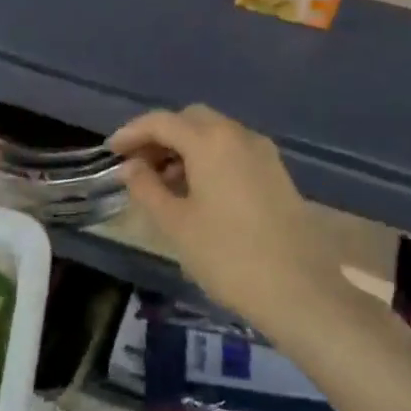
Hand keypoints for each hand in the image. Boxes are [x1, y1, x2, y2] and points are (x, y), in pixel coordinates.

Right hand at [110, 105, 340, 335]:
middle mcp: (238, 135)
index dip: (131, 133)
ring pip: (214, 134)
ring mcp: (262, 152)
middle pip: (191, 119)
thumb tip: (132, 166)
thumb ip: (147, 188)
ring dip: (185, 147)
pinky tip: (196, 191)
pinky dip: (208, 158)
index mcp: (210, 141)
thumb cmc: (227, 256)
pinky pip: (233, 150)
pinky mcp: (276, 172)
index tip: (111, 151)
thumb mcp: (176, 224)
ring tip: (162, 182)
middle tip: (137, 164)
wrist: (299, 290)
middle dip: (160, 135)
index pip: (161, 122)